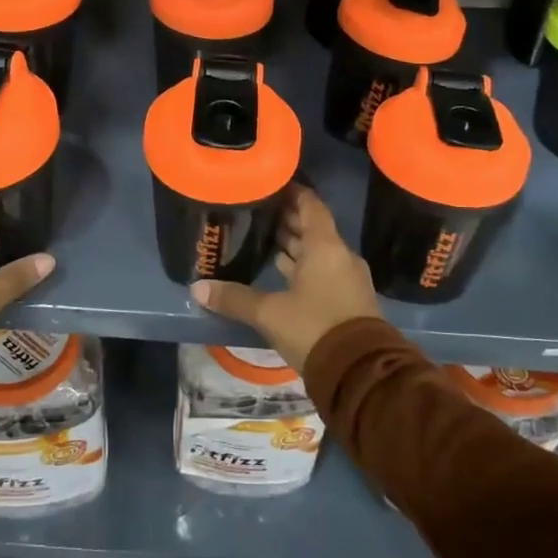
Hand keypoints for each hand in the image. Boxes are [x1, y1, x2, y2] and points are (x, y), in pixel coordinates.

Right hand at [191, 187, 378, 370]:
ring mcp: (347, 278)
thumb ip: (235, 298)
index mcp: (324, 246)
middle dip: (288, 219)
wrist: (360, 372)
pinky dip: (303, 266)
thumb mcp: (269, 313)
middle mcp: (339, 256)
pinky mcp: (348, 300)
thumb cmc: (314, 328)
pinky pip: (323, 271)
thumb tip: (198, 289)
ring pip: (318, 251)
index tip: (271, 185)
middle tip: (259, 211)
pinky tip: (282, 271)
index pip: (310, 205)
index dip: (292, 192)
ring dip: (295, 245)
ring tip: (264, 237)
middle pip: (313, 228)